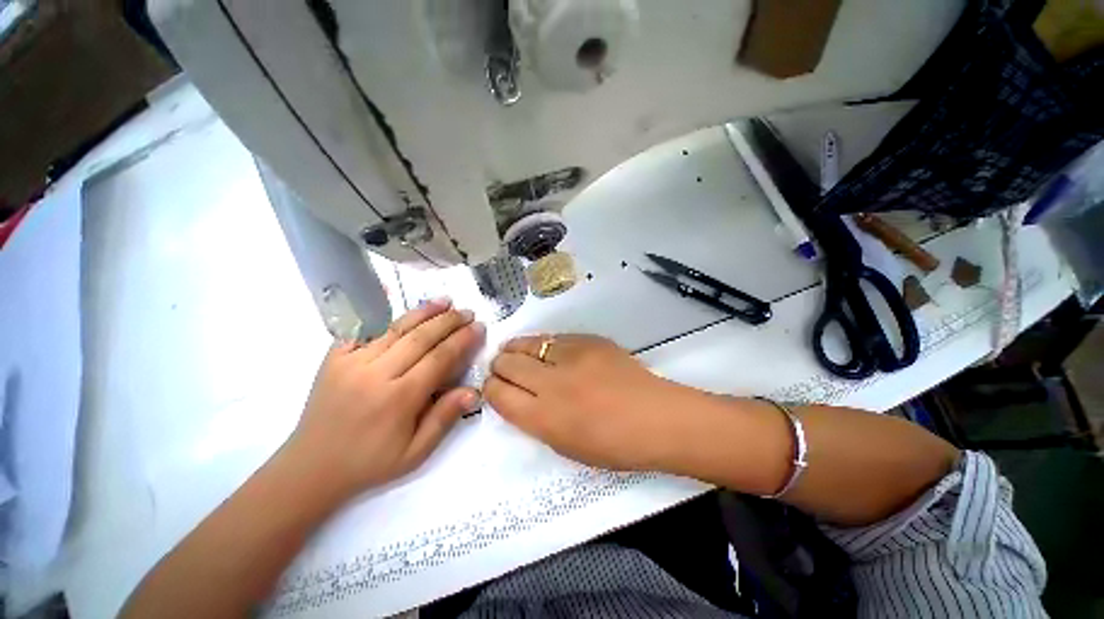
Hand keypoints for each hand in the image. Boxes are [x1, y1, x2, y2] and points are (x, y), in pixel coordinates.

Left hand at [285, 299, 484, 499]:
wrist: (311, 467)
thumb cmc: (370, 463)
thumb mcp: (415, 452)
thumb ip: (445, 418)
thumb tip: (473, 391)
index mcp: (399, 398)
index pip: (440, 358)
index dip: (463, 340)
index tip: (479, 327)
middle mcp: (376, 373)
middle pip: (421, 337)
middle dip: (449, 321)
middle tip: (467, 312)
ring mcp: (352, 362)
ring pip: (397, 328)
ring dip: (424, 312)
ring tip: (445, 301)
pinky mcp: (334, 357)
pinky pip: (366, 330)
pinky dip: (388, 317)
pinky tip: (404, 310)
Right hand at [485, 334, 699, 470]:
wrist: (656, 418)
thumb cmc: (614, 445)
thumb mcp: (565, 445)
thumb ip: (536, 420)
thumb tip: (519, 398)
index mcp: (543, 417)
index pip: (499, 394)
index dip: (490, 388)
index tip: (492, 385)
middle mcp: (551, 383)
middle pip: (508, 364)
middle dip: (499, 365)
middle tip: (501, 366)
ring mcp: (571, 356)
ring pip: (528, 344)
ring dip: (515, 348)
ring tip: (512, 350)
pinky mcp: (588, 340)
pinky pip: (554, 338)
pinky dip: (543, 344)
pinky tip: (545, 349)